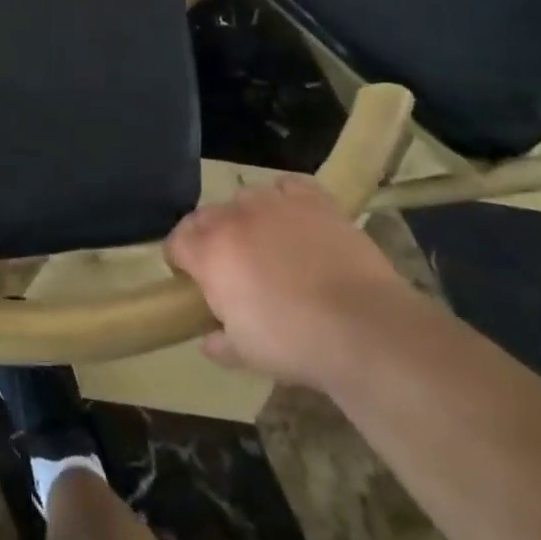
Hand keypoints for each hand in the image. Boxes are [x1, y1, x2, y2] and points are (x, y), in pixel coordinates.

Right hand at [165, 174, 413, 389]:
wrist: (364, 328)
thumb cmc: (294, 343)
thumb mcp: (246, 353)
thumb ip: (220, 341)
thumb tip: (209, 340)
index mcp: (209, 252)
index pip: (176, 242)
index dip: (180, 260)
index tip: (190, 279)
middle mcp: (234, 217)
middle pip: (206, 216)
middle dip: (210, 237)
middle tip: (229, 268)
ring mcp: (275, 203)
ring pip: (245, 198)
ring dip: (246, 217)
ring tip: (265, 243)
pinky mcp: (314, 199)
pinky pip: (288, 186)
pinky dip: (285, 198)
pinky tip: (294, 219)